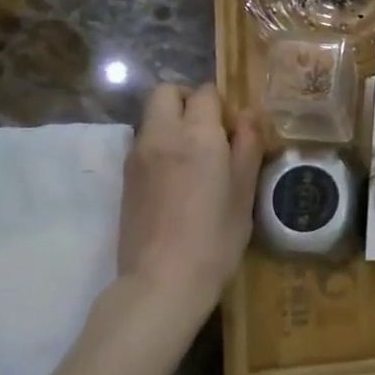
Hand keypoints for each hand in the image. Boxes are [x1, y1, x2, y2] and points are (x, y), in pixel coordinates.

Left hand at [113, 83, 262, 322]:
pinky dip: (160, 144)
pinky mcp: (125, 177)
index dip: (222, 104)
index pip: (205, 93)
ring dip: (172, 122)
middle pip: (166, 92)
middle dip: (188, 100)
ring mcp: (138, 155)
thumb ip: (247, 146)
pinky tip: (176, 178)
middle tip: (209, 129)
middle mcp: (162, 135)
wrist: (162, 281)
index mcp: (198, 135)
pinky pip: (143, 141)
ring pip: (152, 116)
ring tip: (193, 157)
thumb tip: (248, 115)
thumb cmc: (216, 238)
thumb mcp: (244, 193)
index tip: (234, 128)